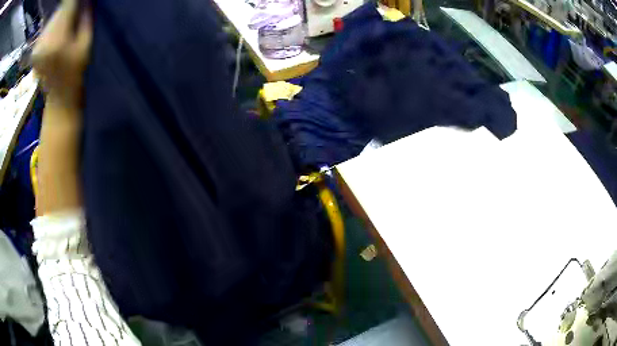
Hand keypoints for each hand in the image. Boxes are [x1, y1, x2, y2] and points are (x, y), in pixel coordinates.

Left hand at [32, 0, 91, 109]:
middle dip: (68, 7)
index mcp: (58, 40)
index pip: (68, 4)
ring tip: (66, 26)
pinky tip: (56, 35)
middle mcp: (45, 41)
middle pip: (60, 10)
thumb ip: (85, 17)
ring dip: (61, 16)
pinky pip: (46, 27)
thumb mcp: (86, 42)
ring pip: (53, 17)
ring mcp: (37, 47)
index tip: (80, 1)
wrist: (59, 99)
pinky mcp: (34, 50)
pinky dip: (53, 26)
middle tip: (75, 13)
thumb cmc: (75, 73)